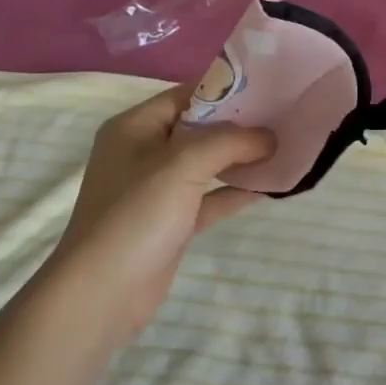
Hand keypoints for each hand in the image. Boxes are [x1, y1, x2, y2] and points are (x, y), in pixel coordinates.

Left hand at [47, 83, 273, 342]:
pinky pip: (209, 197)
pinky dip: (235, 191)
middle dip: (240, 125)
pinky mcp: (170, 222)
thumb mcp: (184, 164)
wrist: (100, 296)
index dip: (227, 90)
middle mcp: (144, 152)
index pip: (187, 94)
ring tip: (284, 148)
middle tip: (284, 118)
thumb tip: (270, 136)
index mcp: (136, 126)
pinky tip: (269, 186)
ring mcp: (156, 190)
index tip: (270, 88)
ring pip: (207, 163)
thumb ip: (231, 141)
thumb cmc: (136, 215)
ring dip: (242, 158)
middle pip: (200, 128)